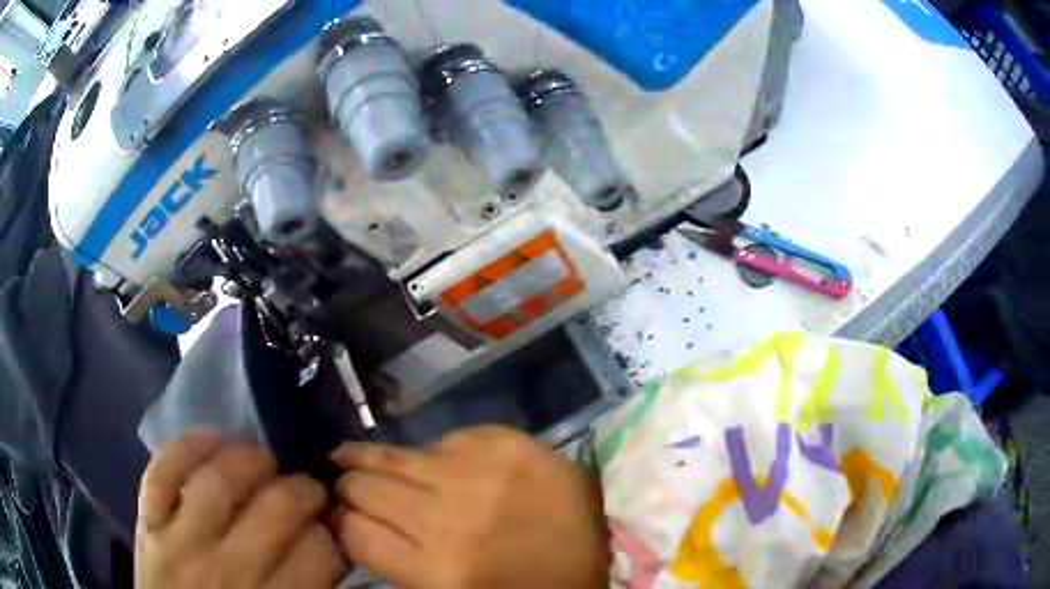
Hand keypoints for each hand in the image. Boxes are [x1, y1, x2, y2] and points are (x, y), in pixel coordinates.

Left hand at [135, 433, 343, 588]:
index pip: (317, 553)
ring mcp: (180, 542)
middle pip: (275, 511)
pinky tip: (216, 437)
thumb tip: (327, 549)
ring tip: (266, 461)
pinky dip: (189, 446)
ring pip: (219, 481)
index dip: (329, 533)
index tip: (330, 527)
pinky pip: (163, 472)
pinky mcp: (147, 523)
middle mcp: (228, 572)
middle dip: (304, 491)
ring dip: (252, 460)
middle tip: (310, 489)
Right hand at [332, 426, 609, 588]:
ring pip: (390, 455)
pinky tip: (436, 465)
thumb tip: (354, 522)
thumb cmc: (527, 583)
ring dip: (371, 461)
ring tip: (357, 460)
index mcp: (438, 571)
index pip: (354, 532)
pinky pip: (440, 440)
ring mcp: (478, 471)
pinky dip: (433, 455)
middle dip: (348, 488)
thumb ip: (399, 559)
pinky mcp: (503, 440)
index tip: (344, 519)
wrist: (607, 546)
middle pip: (362, 487)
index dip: (343, 525)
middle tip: (348, 488)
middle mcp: (449, 518)